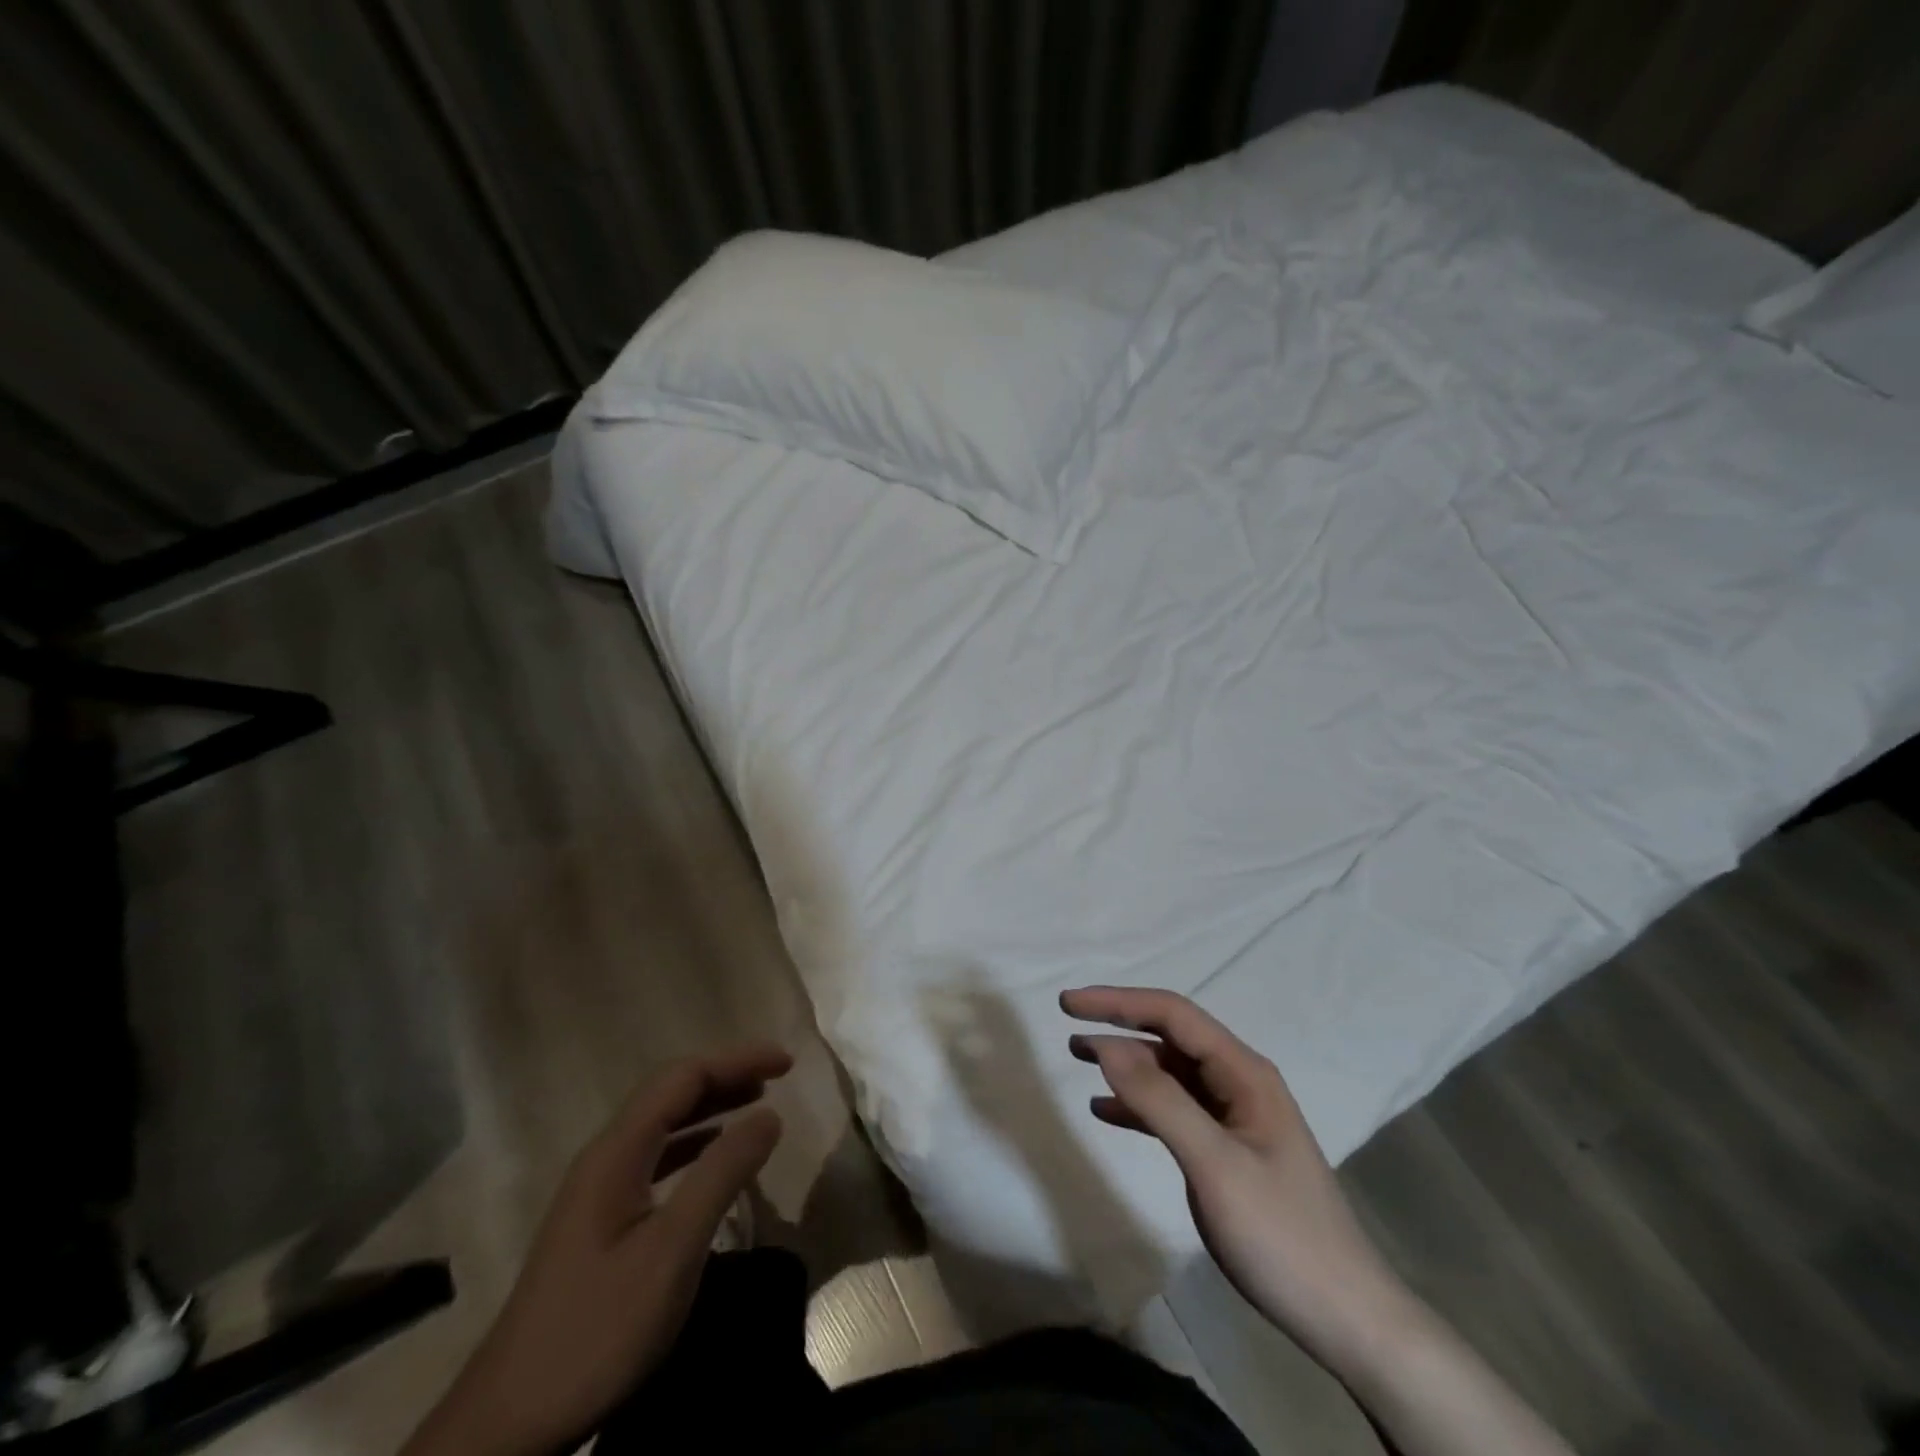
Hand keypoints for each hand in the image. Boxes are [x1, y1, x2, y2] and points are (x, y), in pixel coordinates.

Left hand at [402, 1044, 791, 1455]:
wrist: (508, 1424)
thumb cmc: (597, 1328)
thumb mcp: (672, 1250)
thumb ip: (722, 1175)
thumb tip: (770, 1114)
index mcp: (617, 1152)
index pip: (683, 1077)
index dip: (736, 1060)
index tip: (786, 1062)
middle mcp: (605, 1157)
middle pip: (670, 1093)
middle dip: (726, 1075)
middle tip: (778, 1075)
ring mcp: (598, 1190)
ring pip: (662, 1125)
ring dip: (711, 1106)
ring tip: (757, 1102)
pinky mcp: (599, 1222)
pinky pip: (656, 1157)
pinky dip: (694, 1142)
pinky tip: (713, 1155)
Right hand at [1064, 988, 1572, 1455]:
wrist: (1346, 1318)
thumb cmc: (1282, 1235)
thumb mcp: (1214, 1165)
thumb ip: (1159, 1100)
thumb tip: (1106, 1045)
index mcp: (1244, 1072)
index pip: (1173, 1015)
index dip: (1118, 1002)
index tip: (1070, 1004)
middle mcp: (1239, 1082)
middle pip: (1170, 1038)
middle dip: (1119, 1026)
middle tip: (1068, 1026)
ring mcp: (1234, 1116)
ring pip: (1170, 1073)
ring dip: (1125, 1064)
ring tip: (1078, 1059)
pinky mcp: (1227, 1149)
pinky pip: (1175, 1111)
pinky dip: (1138, 1105)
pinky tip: (1106, 1111)